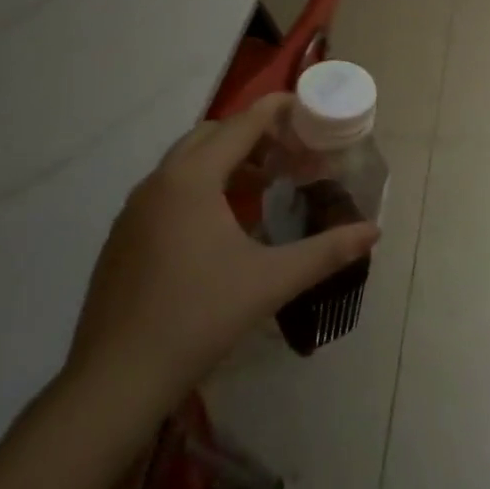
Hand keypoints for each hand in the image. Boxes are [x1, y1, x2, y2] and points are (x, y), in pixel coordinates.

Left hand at [65, 94, 379, 401]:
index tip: (306, 107)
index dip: (276, 110)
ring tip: (262, 188)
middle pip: (211, 135)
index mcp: (193, 179)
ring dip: (225, 162)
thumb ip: (326, 251)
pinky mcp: (122, 237)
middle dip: (252, 136)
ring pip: (185, 162)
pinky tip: (219, 228)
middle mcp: (159, 181)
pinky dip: (199, 187)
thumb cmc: (198, 319)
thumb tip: (374, 231)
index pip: (242, 124)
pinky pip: (167, 190)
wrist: (115, 381)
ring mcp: (134, 209)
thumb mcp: (271, 281)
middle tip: (288, 155)